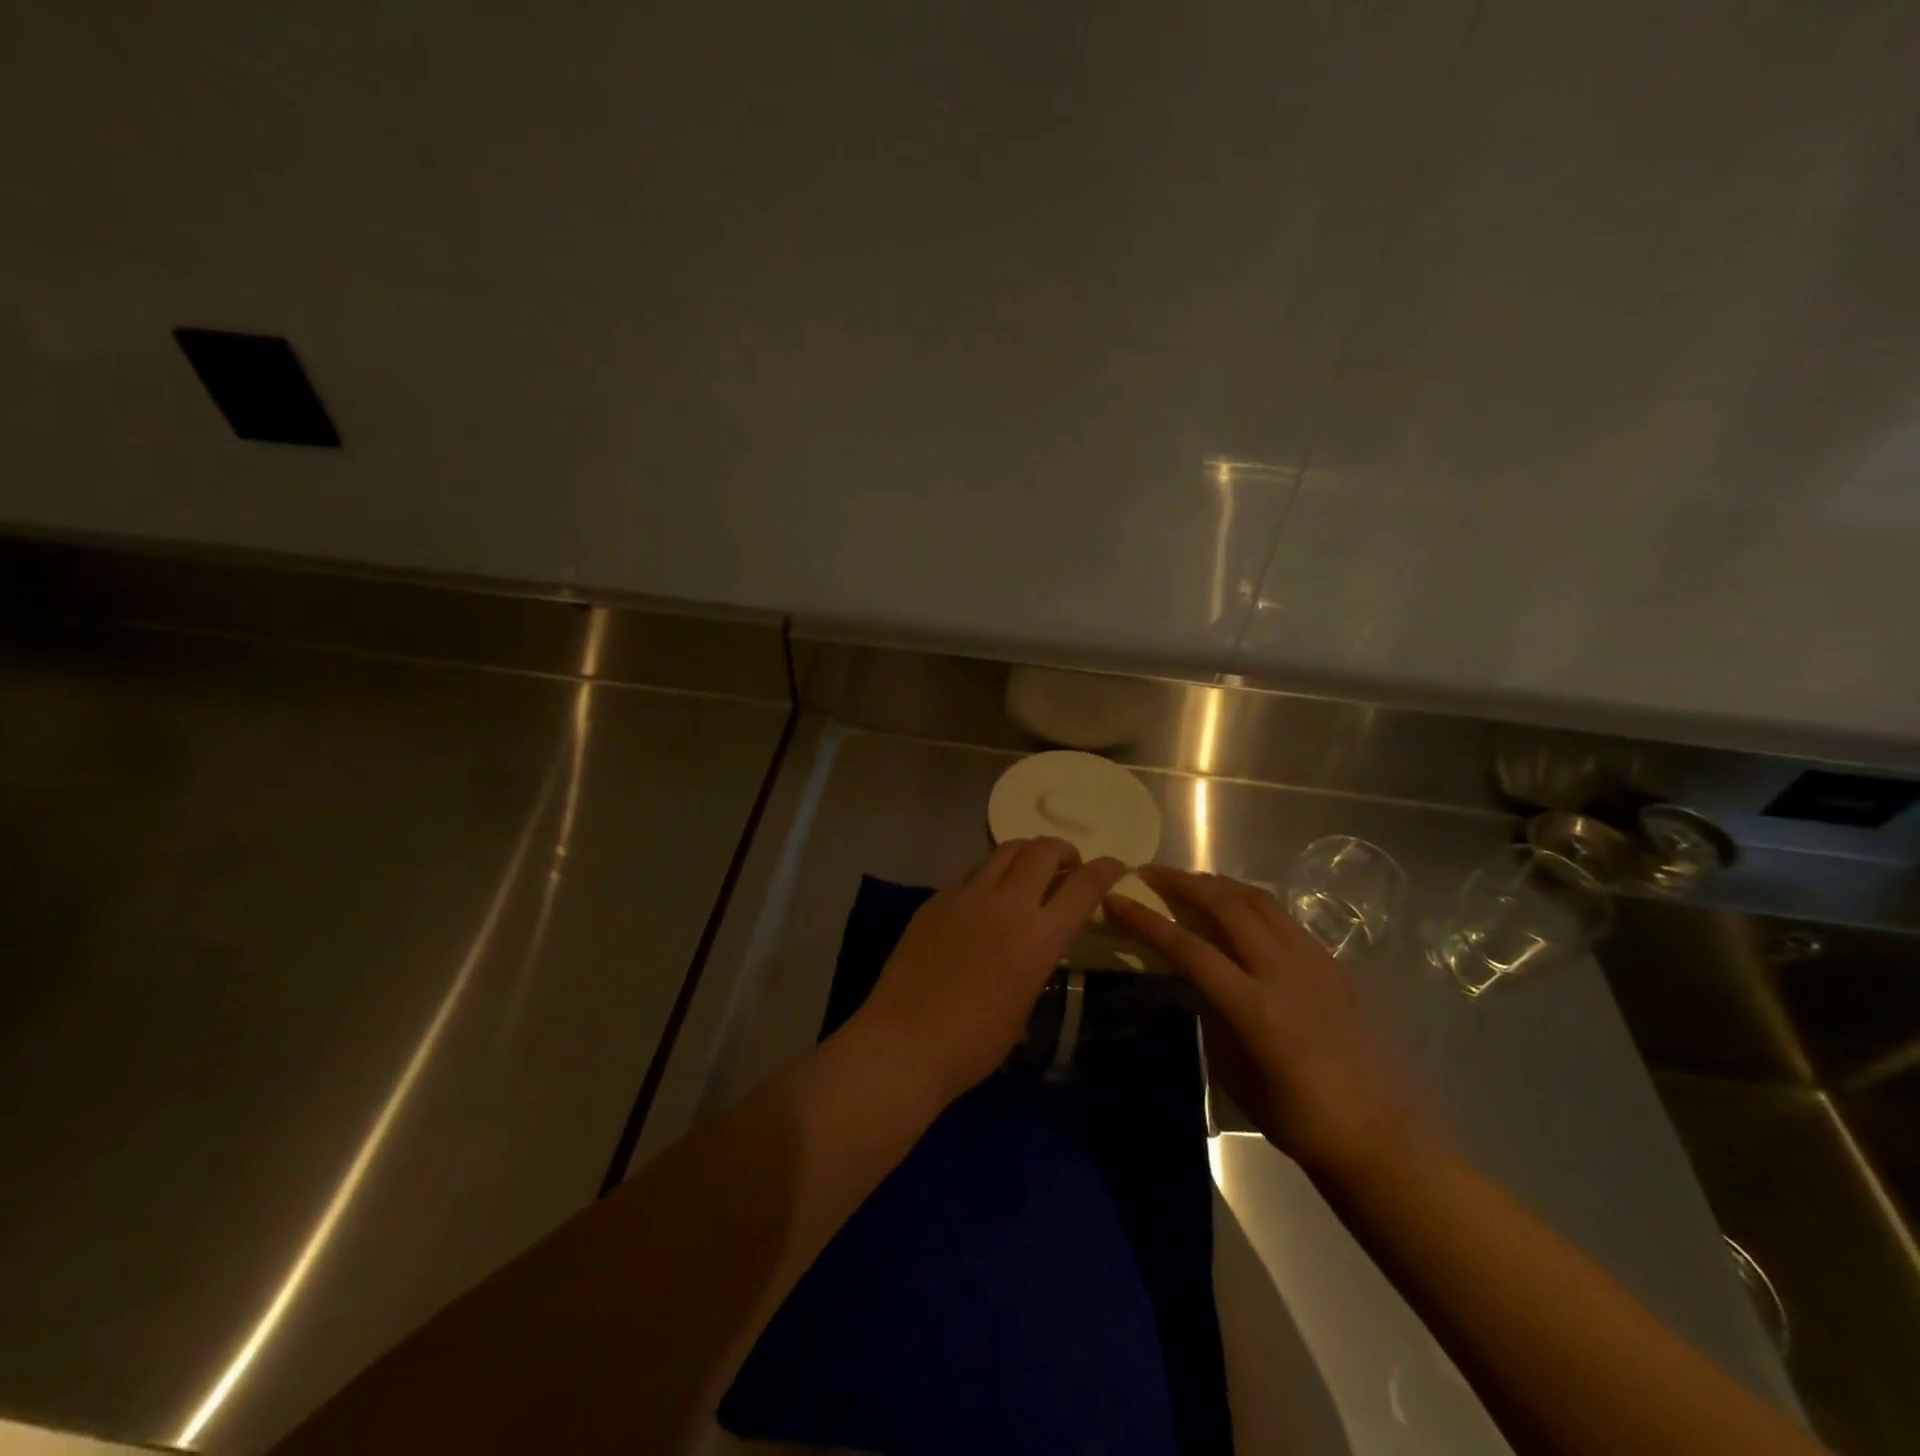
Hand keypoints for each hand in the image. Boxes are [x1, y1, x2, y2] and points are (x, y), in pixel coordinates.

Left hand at [855, 839, 1124, 1101]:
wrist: (906, 1041)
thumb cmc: (975, 1043)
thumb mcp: (1024, 1003)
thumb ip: (1037, 960)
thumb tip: (1035, 943)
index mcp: (1038, 936)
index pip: (1083, 885)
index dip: (1105, 870)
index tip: (1114, 866)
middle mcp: (1006, 903)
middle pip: (1043, 851)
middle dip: (1064, 851)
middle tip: (1067, 867)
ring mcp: (966, 895)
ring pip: (1005, 851)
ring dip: (1027, 855)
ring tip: (1029, 872)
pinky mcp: (937, 898)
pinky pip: (973, 874)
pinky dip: (991, 876)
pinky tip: (985, 900)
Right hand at [1106, 866, 1436, 1179]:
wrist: (1379, 1135)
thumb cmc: (1296, 1118)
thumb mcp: (1233, 1072)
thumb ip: (1211, 1014)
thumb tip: (1195, 977)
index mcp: (1254, 1008)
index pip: (1188, 948)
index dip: (1146, 920)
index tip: (1115, 898)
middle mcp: (1283, 972)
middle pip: (1226, 906)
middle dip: (1182, 883)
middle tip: (1149, 874)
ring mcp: (1313, 962)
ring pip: (1258, 900)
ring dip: (1217, 884)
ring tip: (1189, 882)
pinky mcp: (1331, 963)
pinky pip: (1282, 917)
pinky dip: (1249, 901)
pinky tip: (1236, 910)